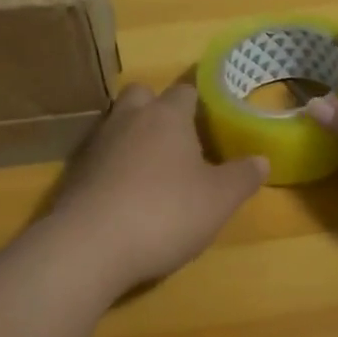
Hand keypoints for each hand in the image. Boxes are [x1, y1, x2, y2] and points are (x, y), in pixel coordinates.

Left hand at [49, 82, 268, 295]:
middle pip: (141, 95)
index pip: (184, 90)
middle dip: (157, 109)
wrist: (89, 246)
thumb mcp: (218, 200)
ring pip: (117, 124)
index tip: (210, 119)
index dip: (198, 102)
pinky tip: (124, 195)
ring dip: (133, 138)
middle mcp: (129, 119)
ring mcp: (97, 144)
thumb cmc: (164, 212)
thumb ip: (242, 177)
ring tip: (152, 170)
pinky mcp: (75, 173)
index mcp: (167, 116)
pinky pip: (100, 157)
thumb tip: (262, 159)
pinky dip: (112, 167)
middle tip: (176, 139)